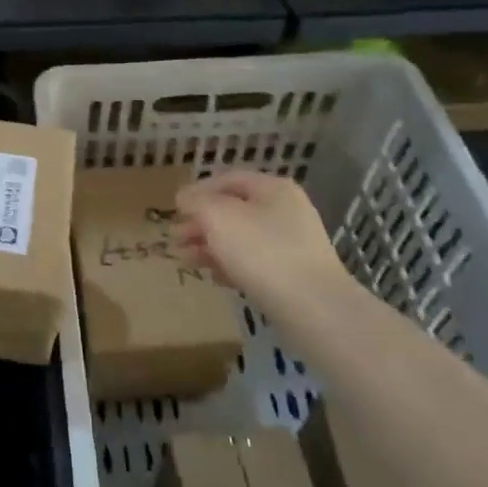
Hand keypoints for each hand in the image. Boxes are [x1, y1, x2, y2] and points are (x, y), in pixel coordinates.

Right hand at [174, 170, 346, 317]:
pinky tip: (214, 277)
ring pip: (241, 238)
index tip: (175, 208)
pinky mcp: (292, 274)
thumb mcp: (218, 216)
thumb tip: (184, 197)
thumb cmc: (261, 251)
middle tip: (174, 238)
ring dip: (210, 246)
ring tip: (185, 259)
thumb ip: (196, 201)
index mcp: (272, 189)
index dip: (198, 190)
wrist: (313, 307)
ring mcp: (292, 244)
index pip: (228, 179)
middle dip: (200, 223)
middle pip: (233, 210)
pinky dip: (230, 265)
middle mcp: (285, 211)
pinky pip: (254, 263)